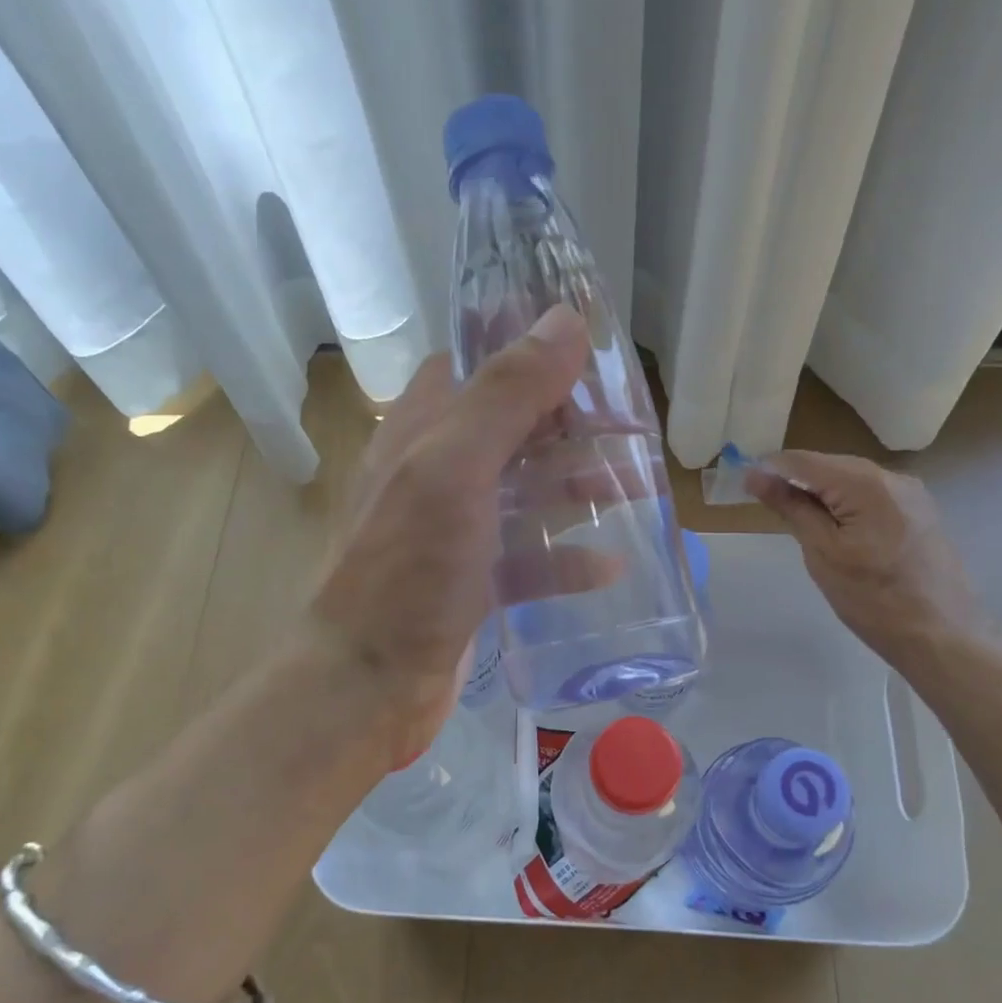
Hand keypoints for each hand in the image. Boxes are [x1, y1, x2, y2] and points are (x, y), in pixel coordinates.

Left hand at [307, 305, 595, 769]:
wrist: (366, 683)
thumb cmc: (408, 569)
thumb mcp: (456, 468)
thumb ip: (507, 394)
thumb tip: (564, 318)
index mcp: (422, 429)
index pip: (480, 366)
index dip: (533, 354)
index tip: (595, 355)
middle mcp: (436, 471)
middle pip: (513, 429)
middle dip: (571, 426)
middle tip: (633, 429)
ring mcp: (453, 529)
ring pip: (525, 492)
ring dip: (576, 487)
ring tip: (634, 488)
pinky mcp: (471, 581)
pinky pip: (527, 558)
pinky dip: (564, 558)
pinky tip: (609, 567)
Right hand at [746, 451, 988, 675]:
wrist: (943, 636)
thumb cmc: (873, 599)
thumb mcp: (822, 553)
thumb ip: (791, 508)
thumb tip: (756, 477)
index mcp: (866, 483)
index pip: (804, 460)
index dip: (769, 469)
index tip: (743, 485)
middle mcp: (893, 477)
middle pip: (829, 465)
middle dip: (794, 479)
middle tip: (765, 505)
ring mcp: (911, 493)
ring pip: (850, 479)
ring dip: (819, 493)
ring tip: (796, 519)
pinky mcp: (919, 512)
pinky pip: (871, 495)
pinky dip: (845, 503)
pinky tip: (834, 528)